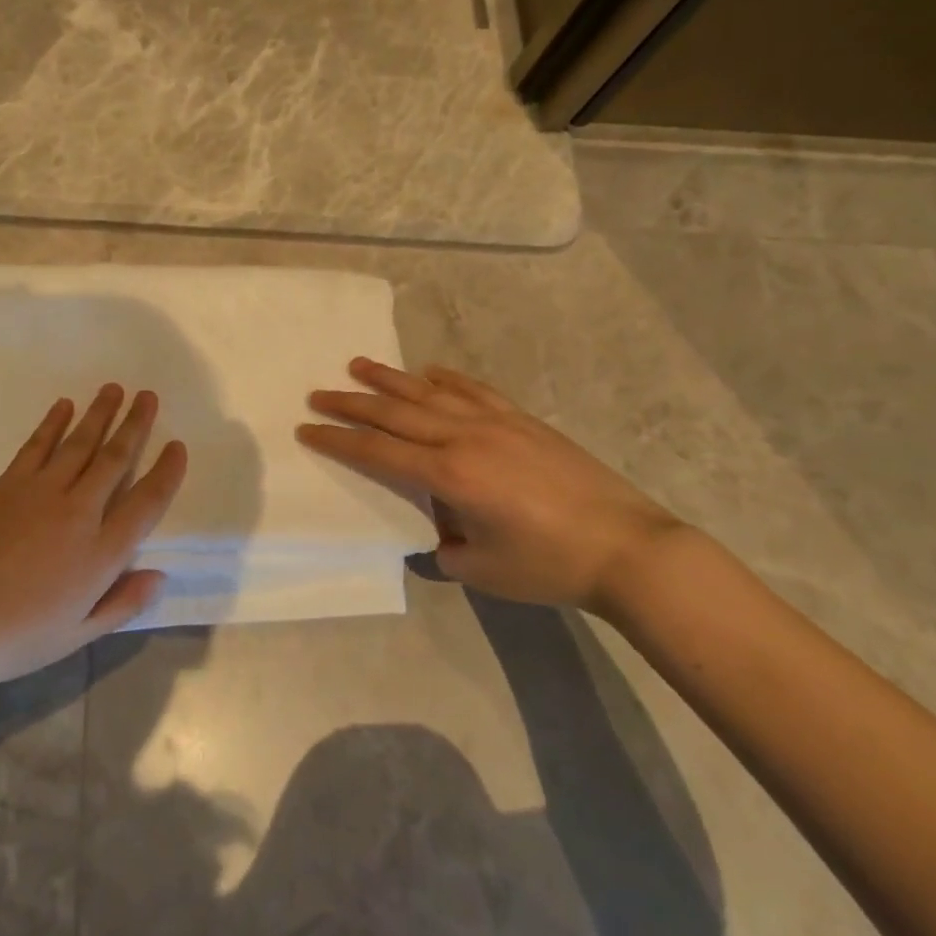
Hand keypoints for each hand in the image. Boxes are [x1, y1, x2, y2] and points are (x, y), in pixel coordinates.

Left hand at [0, 384, 186, 692]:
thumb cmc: (16, 637)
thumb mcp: (78, 635)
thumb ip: (123, 604)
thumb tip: (160, 576)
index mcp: (102, 552)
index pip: (147, 502)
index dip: (166, 472)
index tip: (178, 446)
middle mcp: (79, 512)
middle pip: (115, 459)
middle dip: (136, 425)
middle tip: (149, 396)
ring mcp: (41, 492)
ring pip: (80, 443)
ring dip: (100, 413)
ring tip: (115, 388)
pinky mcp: (8, 484)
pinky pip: (38, 445)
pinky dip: (53, 423)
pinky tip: (64, 405)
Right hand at [299, 358, 685, 612]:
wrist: (628, 548)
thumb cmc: (548, 565)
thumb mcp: (480, 570)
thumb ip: (443, 547)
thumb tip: (435, 531)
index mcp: (449, 475)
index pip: (378, 451)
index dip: (339, 440)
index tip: (307, 428)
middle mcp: (464, 437)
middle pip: (395, 413)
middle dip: (352, 403)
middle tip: (318, 392)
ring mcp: (496, 422)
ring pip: (430, 392)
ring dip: (390, 379)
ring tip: (358, 365)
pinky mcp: (522, 419)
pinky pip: (474, 389)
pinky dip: (447, 378)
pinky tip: (430, 371)